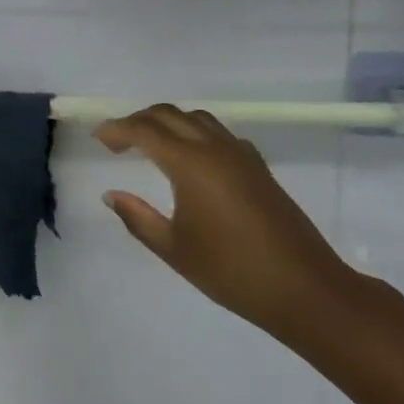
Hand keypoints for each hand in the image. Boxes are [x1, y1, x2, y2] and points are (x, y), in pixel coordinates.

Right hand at [96, 104, 355, 339]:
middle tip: (118, 141)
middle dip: (138, 120)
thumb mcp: (174, 249)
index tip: (98, 139)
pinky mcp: (258, 166)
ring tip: (150, 145)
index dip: (117, 130)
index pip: (144, 130)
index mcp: (190, 163)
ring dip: (168, 122)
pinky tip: (191, 160)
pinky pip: (218, 133)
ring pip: (196, 118)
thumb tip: (111, 195)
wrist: (305, 289)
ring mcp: (240, 154)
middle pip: (168, 114)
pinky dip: (194, 133)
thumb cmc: (232, 271)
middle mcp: (214, 147)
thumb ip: (138, 217)